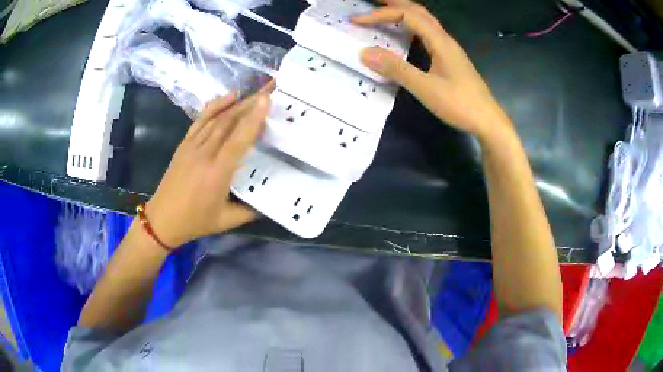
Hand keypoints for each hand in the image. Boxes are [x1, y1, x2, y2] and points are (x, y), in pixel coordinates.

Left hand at [143, 89, 270, 247]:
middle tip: (269, 89)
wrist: (162, 219)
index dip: (253, 118)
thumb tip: (271, 201)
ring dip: (237, 103)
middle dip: (250, 103)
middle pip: (229, 122)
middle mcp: (205, 154)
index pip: (238, 139)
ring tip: (255, 93)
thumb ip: (250, 210)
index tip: (267, 99)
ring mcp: (192, 146)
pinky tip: (228, 97)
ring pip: (217, 118)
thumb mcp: (226, 221)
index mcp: (217, 173)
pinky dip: (215, 106)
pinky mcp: (184, 144)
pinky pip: (201, 120)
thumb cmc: (195, 221)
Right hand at [353, 0, 510, 137]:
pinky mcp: (450, 58)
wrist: (488, 121)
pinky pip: (427, 32)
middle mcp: (445, 39)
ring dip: (403, 11)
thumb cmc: (460, 104)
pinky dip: (411, 25)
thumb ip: (396, 69)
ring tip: (384, 10)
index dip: (380, 14)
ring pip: (424, 20)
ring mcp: (449, 48)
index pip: (407, 15)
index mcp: (440, 41)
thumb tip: (364, 52)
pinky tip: (405, 33)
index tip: (357, 21)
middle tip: (371, 0)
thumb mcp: (425, 88)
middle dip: (393, 2)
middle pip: (418, 10)